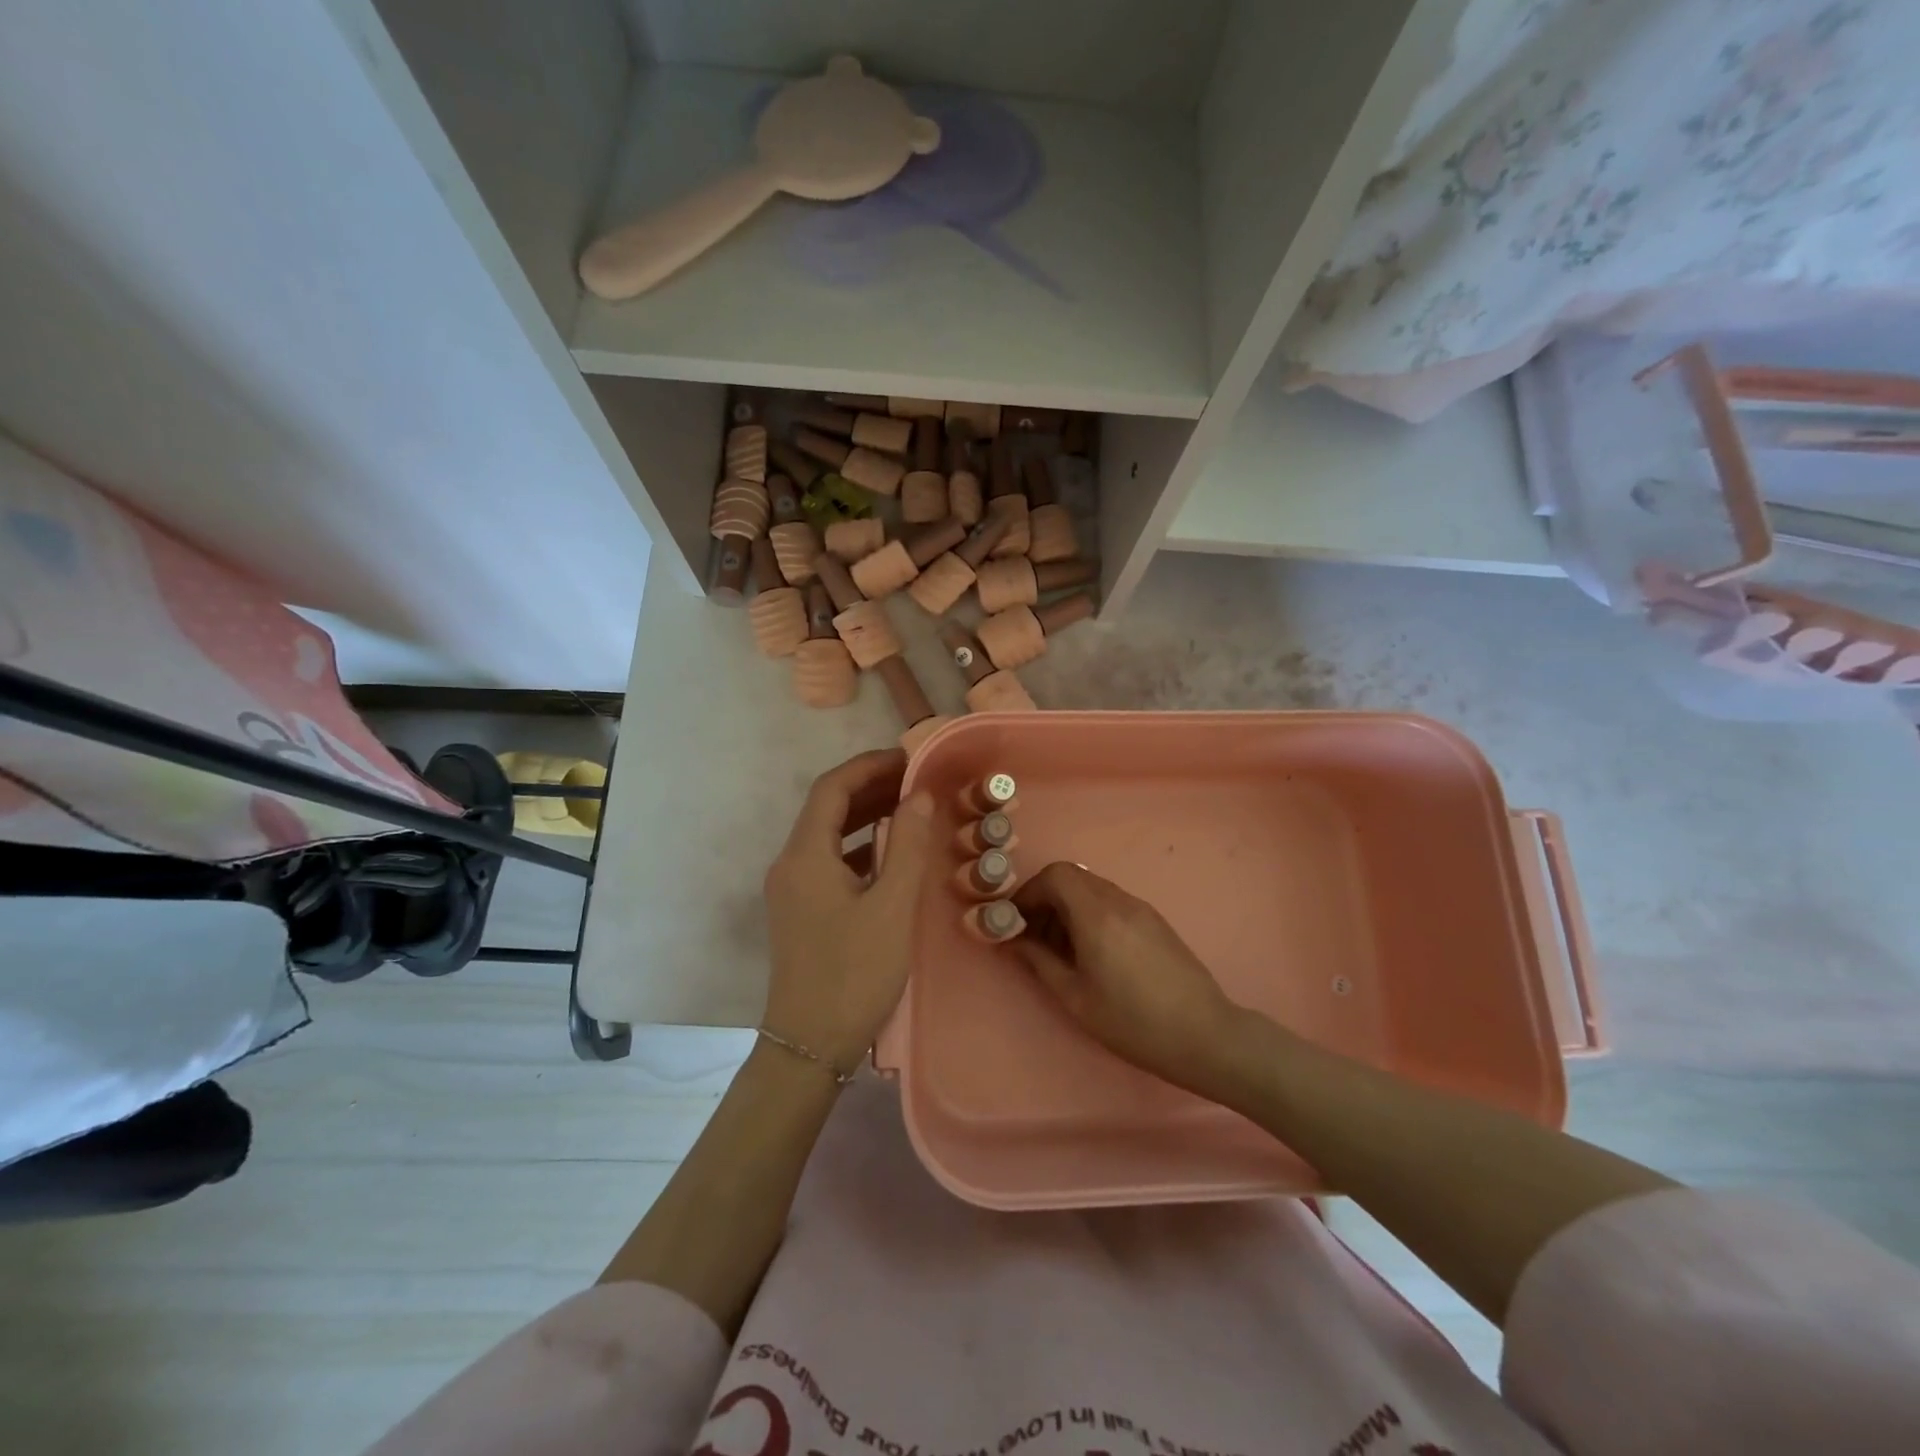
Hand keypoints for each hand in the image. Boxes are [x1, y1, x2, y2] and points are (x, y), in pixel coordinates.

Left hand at [762, 750, 934, 1072]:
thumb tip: (920, 795)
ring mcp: (792, 890)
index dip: (869, 765)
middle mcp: (790, 864)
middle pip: (827, 808)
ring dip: (865, 816)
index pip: (832, 788)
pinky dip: (859, 847)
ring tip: (909, 808)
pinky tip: (889, 855)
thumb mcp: (892, 907)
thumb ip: (907, 846)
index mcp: (805, 856)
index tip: (908, 757)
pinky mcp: (800, 911)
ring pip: (828, 835)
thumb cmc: (854, 973)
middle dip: (870, 788)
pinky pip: (829, 861)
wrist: (809, 1046)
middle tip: (917, 781)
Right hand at [1010, 863, 1243, 1093]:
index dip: (1029, 892)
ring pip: (1092, 889)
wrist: (1204, 1036)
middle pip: (1072, 877)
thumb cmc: (1133, 1022)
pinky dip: (1091, 914)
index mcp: (1096, 915)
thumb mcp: (1076, 998)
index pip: (1055, 874)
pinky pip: (1112, 902)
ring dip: (1068, 908)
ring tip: (1061, 950)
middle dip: (1045, 899)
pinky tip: (1092, 953)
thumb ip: (1040, 961)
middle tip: (1033, 936)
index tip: (1017, 921)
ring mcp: (1141, 908)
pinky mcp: (1155, 921)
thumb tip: (1014, 940)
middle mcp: (1119, 900)